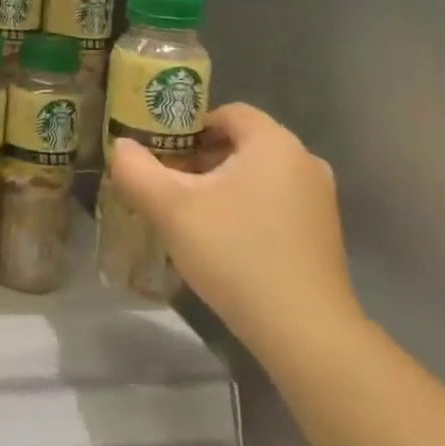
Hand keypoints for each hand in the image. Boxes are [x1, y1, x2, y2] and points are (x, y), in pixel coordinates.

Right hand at [109, 103, 361, 363]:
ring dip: (220, 187)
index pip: (226, 112)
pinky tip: (222, 243)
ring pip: (256, 176)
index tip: (160, 153)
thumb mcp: (170, 208)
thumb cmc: (236, 254)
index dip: (187, 126)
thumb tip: (121, 146)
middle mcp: (304, 161)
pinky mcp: (323, 235)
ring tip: (188, 216)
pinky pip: (275, 203)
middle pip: (240, 143)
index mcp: (274, 142)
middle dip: (199, 159)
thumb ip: (136, 169)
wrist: (305, 333)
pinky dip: (246, 210)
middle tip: (167, 185)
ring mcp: (319, 200)